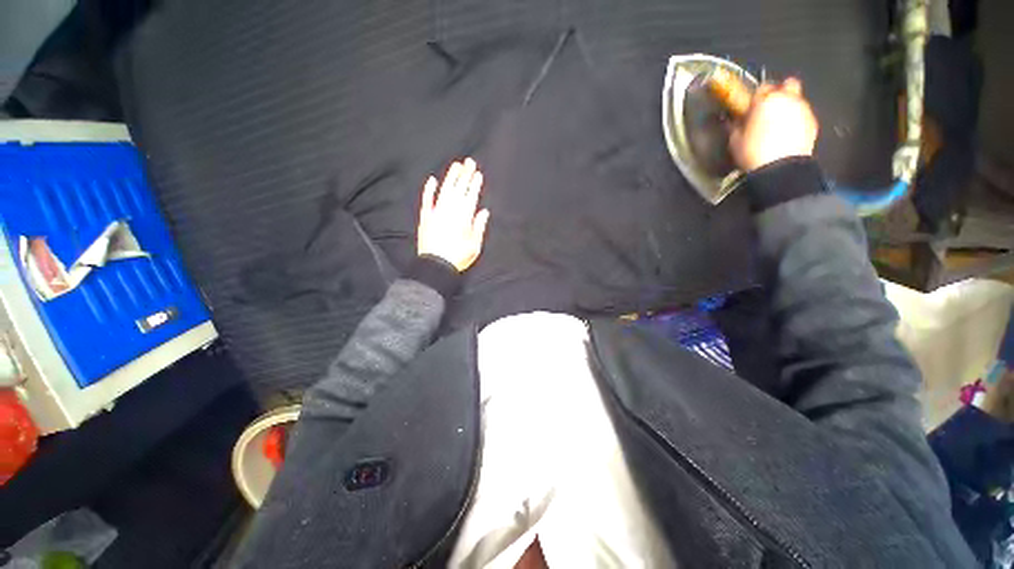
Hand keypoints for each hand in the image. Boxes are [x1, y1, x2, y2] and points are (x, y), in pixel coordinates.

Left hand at [418, 158, 490, 271]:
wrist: (436, 265)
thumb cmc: (458, 257)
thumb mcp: (475, 245)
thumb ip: (479, 226)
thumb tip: (483, 212)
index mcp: (464, 217)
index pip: (471, 196)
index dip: (474, 184)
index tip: (477, 173)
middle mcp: (450, 210)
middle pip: (459, 189)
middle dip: (465, 174)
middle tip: (469, 161)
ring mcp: (436, 212)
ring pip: (445, 190)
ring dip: (450, 177)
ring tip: (456, 165)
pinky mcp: (425, 217)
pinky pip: (427, 200)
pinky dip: (429, 190)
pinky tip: (432, 180)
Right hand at [730, 78, 818, 171]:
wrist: (780, 168)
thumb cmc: (753, 153)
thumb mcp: (735, 140)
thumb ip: (736, 126)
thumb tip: (733, 121)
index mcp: (766, 100)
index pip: (762, 88)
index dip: (756, 98)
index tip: (751, 107)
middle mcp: (787, 99)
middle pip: (787, 85)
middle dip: (780, 93)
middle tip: (770, 108)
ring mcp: (803, 109)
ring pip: (797, 100)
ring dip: (788, 107)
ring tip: (778, 125)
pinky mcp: (813, 122)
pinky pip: (803, 115)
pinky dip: (796, 120)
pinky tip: (787, 134)